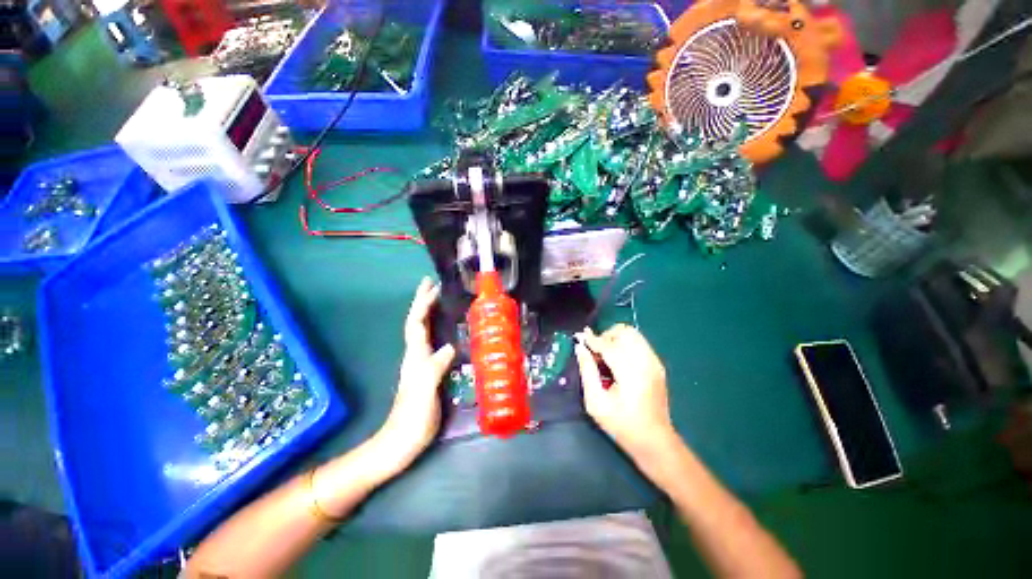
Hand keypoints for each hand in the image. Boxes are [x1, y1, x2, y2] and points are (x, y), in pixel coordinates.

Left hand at [371, 278, 455, 478]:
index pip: (416, 323)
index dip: (423, 304)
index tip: (432, 287)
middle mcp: (416, 356)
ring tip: (440, 300)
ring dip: (429, 312)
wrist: (400, 443)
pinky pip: (431, 342)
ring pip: (422, 331)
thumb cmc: (412, 419)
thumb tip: (450, 345)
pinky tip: (445, 330)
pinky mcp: (427, 371)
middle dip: (423, 302)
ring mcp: (420, 364)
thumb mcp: (424, 393)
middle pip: (417, 322)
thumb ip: (435, 368)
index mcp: (415, 357)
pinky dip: (436, 329)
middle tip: (434, 285)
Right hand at [575, 324, 674, 459]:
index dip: (592, 340)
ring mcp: (654, 362)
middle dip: (606, 336)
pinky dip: (625, 344)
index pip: (608, 344)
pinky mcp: (657, 365)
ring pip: (633, 334)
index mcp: (630, 371)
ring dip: (616, 339)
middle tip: (595, 352)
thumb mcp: (595, 402)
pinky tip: (618, 361)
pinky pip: (639, 343)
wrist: (655, 441)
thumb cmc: (621, 424)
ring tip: (606, 356)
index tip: (579, 337)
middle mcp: (645, 361)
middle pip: (624, 332)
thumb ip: (587, 371)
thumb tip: (580, 348)